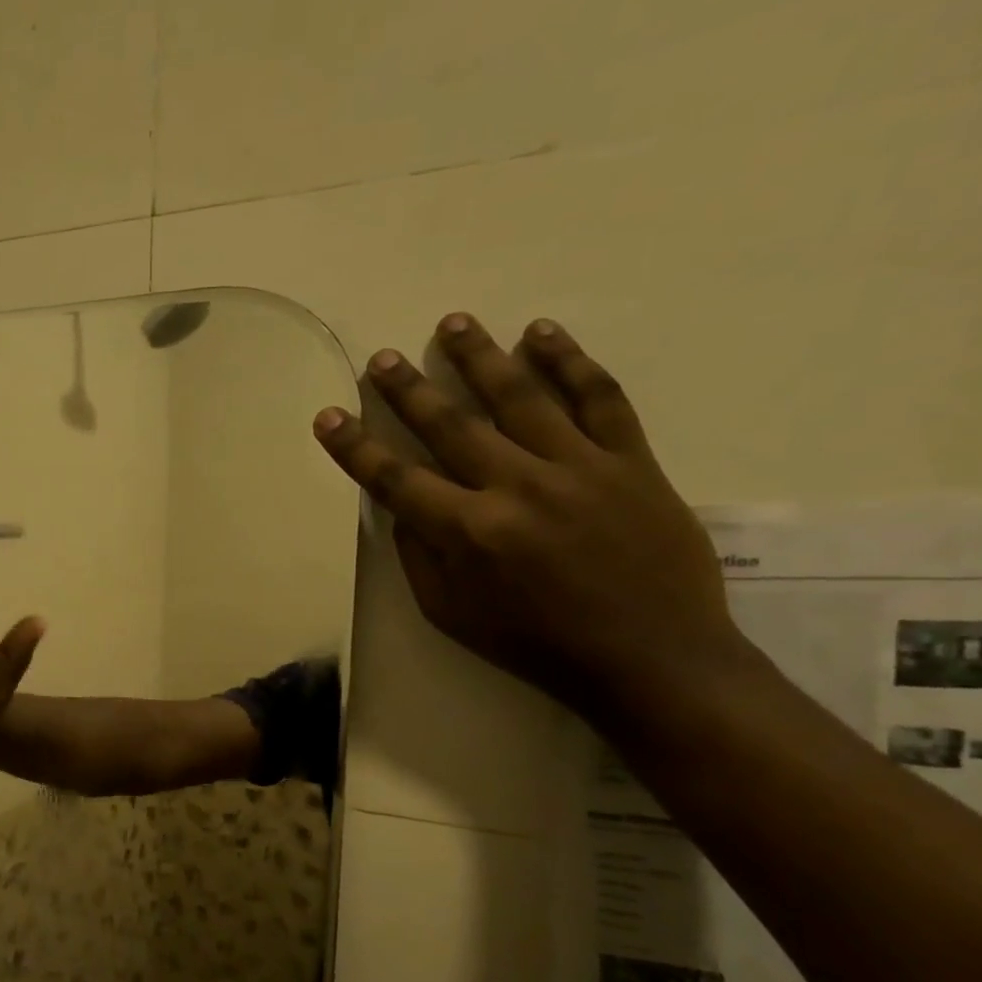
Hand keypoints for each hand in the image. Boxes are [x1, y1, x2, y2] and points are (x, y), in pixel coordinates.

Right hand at [312, 314, 748, 718]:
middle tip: (383, 358)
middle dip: (409, 389)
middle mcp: (517, 489)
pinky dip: (570, 361)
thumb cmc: (537, 644)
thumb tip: (405, 508)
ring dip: (480, 356)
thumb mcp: (452, 615)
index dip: (355, 447)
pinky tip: (542, 333)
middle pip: (451, 425)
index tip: (329, 416)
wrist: (652, 658)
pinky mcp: (631, 462)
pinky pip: (600, 398)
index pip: (395, 479)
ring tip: (452, 323)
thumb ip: (420, 557)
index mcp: (468, 533)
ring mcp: (578, 468)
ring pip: (521, 396)